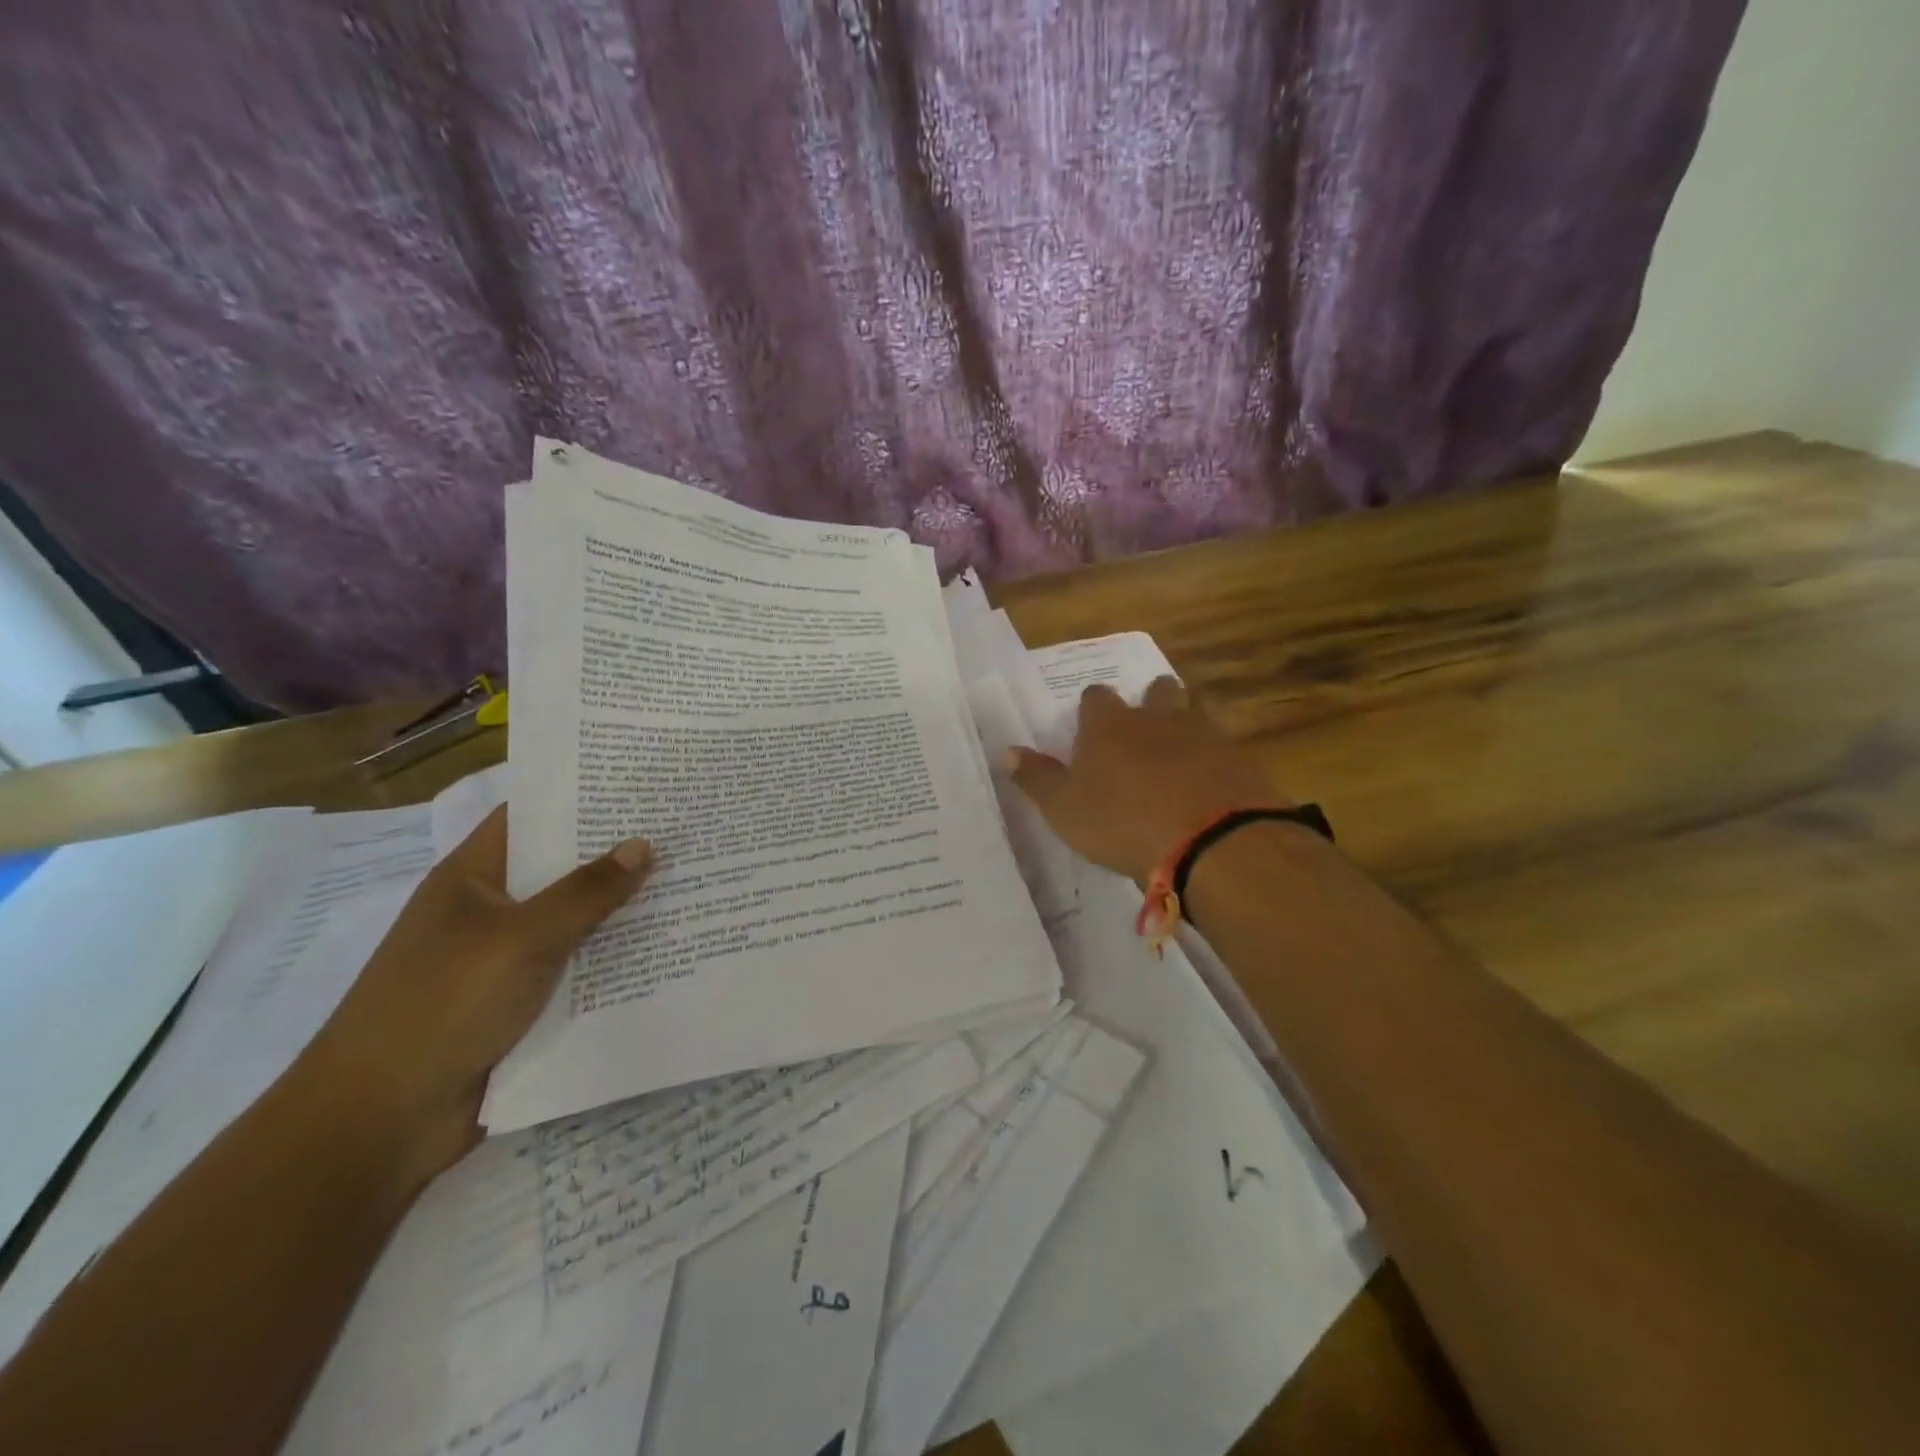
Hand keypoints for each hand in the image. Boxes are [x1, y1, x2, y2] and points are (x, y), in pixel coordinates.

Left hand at [304, 808, 652, 1163]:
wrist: (382, 1121)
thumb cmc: (442, 1005)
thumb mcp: (521, 937)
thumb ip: (586, 892)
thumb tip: (644, 845)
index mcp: (473, 877)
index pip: (530, 817)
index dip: (581, 798)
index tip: (642, 786)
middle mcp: (490, 911)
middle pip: (561, 870)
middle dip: (617, 855)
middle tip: (685, 832)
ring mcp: (505, 960)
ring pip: (575, 923)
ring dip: (623, 911)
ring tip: (692, 883)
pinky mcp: (522, 1004)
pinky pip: (578, 970)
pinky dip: (615, 960)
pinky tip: (667, 948)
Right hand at [1006, 678, 1290, 884]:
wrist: (1209, 840)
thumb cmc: (1122, 822)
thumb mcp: (1064, 809)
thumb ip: (1037, 779)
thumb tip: (1007, 752)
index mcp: (1109, 726)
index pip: (1096, 698)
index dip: (1092, 709)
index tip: (1089, 727)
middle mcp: (1156, 717)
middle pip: (1156, 690)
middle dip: (1150, 700)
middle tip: (1144, 725)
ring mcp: (1202, 732)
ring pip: (1196, 707)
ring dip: (1188, 717)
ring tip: (1182, 741)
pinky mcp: (1238, 756)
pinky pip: (1227, 741)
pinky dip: (1217, 751)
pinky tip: (1214, 772)